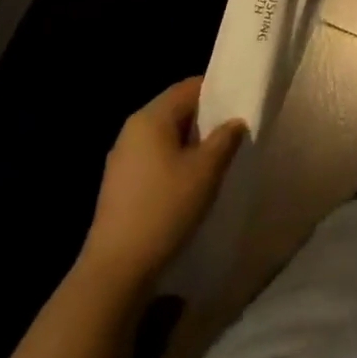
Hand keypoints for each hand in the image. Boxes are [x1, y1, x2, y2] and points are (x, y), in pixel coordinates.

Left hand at [83, 76, 244, 286]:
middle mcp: (132, 129)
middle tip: (234, 134)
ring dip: (190, 144)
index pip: (189, 87)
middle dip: (205, 120)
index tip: (240, 105)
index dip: (217, 92)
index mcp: (151, 117)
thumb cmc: (164, 209)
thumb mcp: (205, 172)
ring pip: (165, 137)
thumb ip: (225, 139)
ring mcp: (122, 158)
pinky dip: (173, 162)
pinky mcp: (119, 184)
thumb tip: (235, 121)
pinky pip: (153, 159)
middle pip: (175, 110)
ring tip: (216, 160)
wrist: (115, 270)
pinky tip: (189, 185)